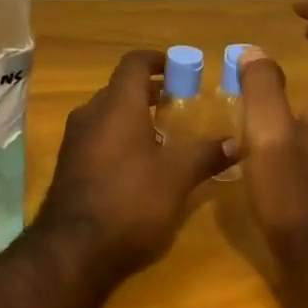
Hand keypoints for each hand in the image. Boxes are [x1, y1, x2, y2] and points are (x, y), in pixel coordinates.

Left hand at [35, 49, 230, 275]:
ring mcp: (76, 140)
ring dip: (136, 117)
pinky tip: (142, 164)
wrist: (73, 248)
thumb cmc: (130, 201)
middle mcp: (91, 114)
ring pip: (108, 115)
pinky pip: (98, 138)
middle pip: (121, 89)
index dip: (157, 59)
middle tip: (182, 104)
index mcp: (116, 105)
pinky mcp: (70, 165)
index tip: (180, 67)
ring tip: (167, 135)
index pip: (134, 63)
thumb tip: (237, 142)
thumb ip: (205, 154)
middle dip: (151, 92)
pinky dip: (121, 139)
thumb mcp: (176, 177)